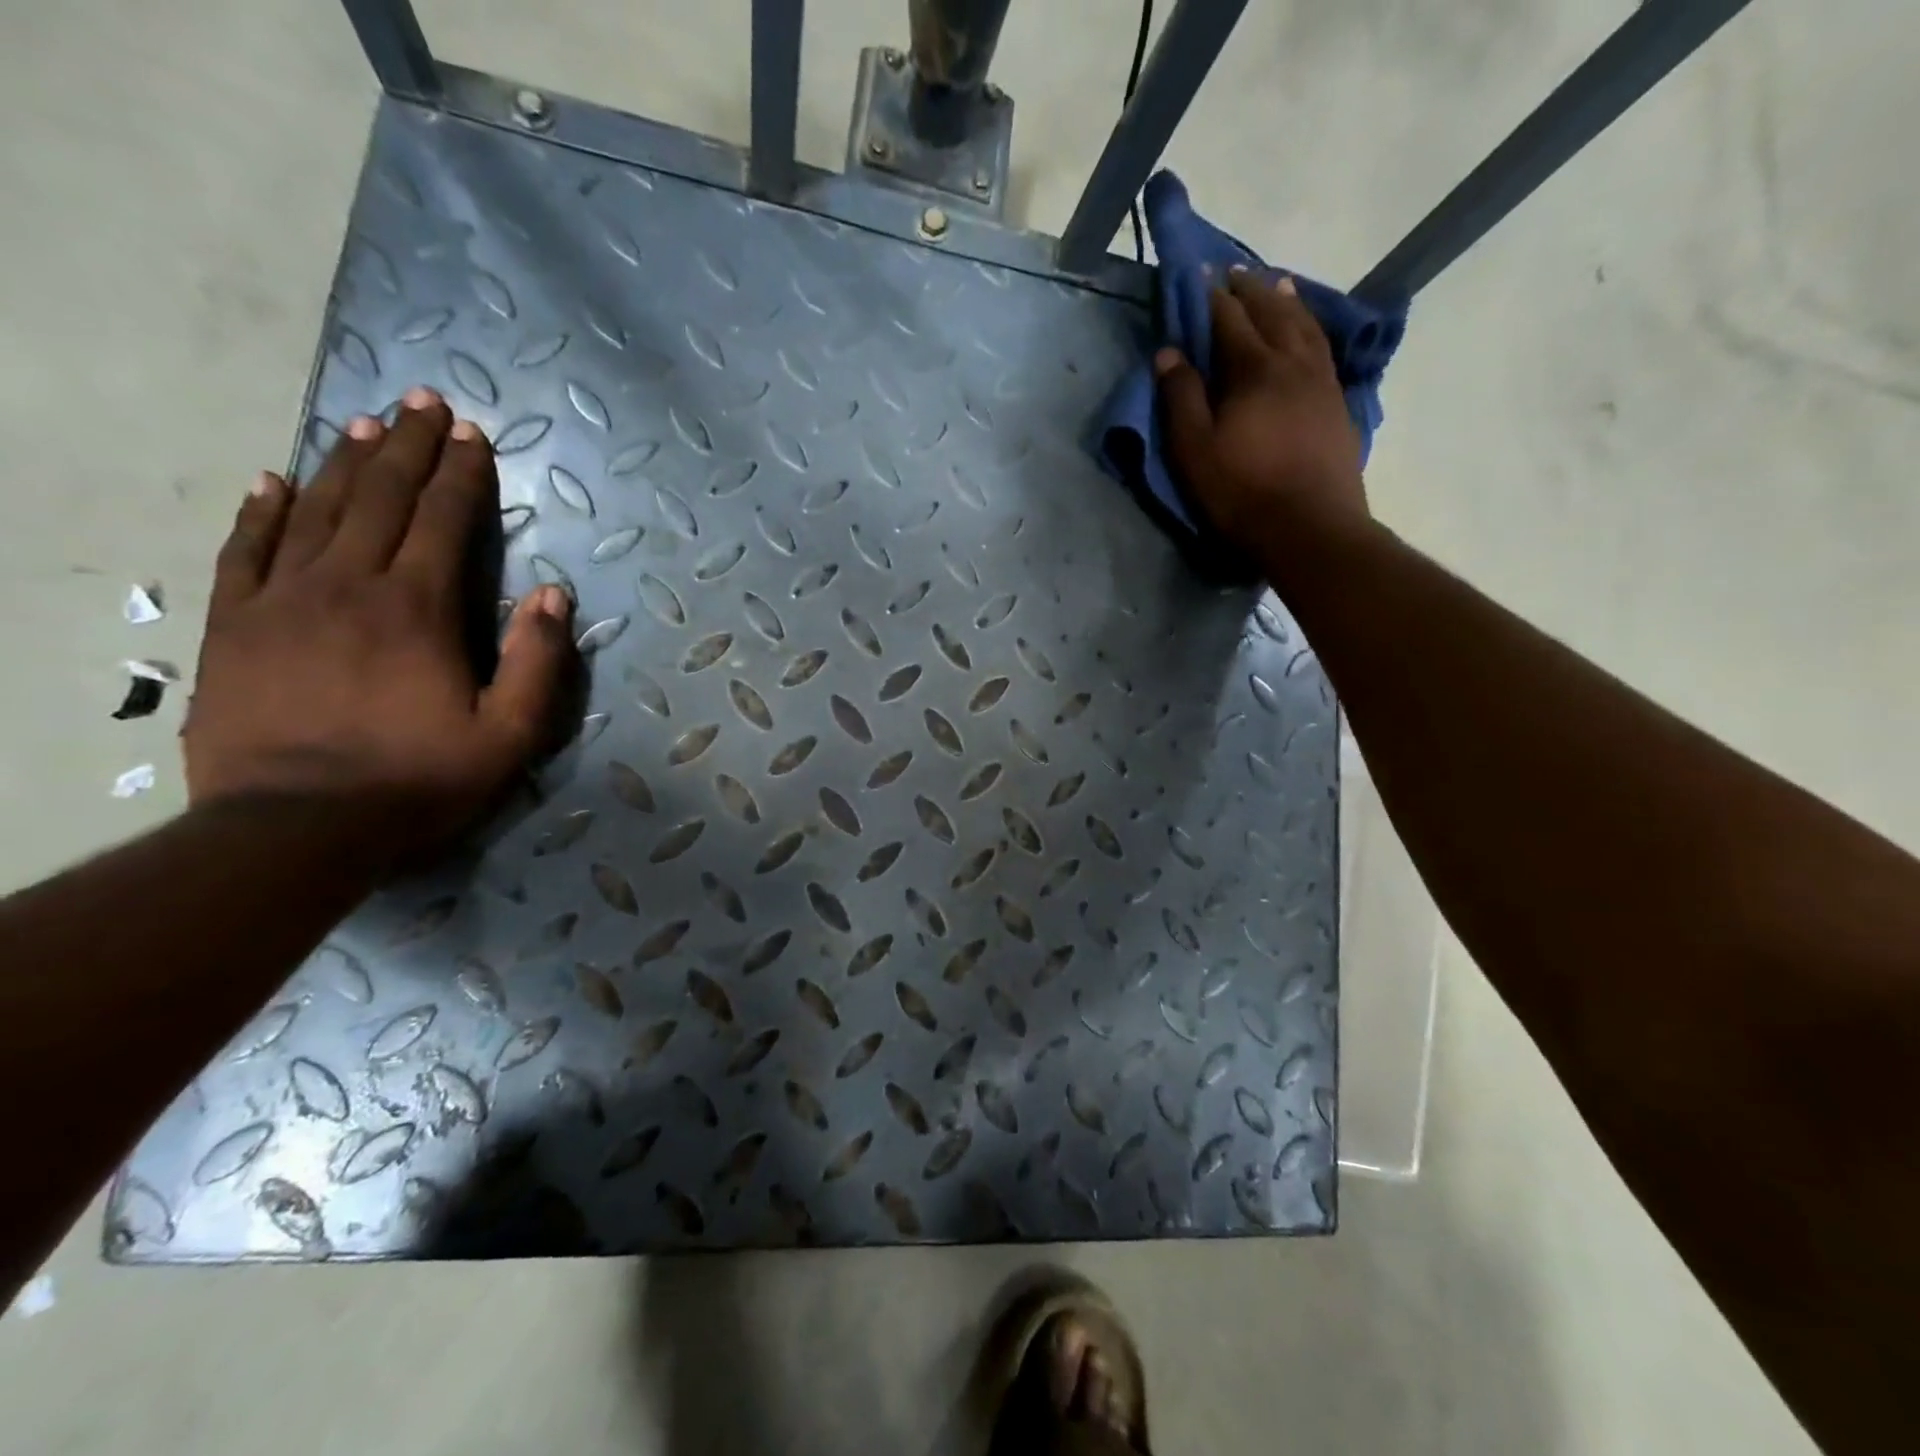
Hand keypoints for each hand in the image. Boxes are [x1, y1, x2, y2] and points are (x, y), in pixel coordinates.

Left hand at [185, 388, 575, 861]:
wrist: (294, 829)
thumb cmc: (417, 781)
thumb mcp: (509, 735)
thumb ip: (537, 662)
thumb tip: (553, 595)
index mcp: (417, 609)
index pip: (443, 521)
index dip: (461, 474)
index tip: (473, 435)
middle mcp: (348, 586)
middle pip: (379, 498)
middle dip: (407, 447)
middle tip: (423, 402)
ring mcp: (282, 600)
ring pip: (316, 511)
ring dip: (345, 463)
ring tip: (365, 423)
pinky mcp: (236, 626)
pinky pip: (247, 550)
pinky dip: (263, 510)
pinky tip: (274, 481)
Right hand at [1154, 269, 1368, 551]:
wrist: (1309, 528)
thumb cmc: (1242, 492)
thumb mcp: (1195, 450)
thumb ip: (1181, 398)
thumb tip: (1168, 351)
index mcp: (1254, 370)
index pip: (1230, 320)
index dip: (1212, 297)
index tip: (1200, 276)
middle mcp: (1293, 363)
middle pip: (1273, 313)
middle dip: (1251, 290)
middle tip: (1236, 272)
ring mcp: (1322, 382)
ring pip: (1305, 326)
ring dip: (1288, 301)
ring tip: (1277, 285)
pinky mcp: (1338, 405)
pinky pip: (1324, 349)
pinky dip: (1311, 328)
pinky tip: (1307, 332)